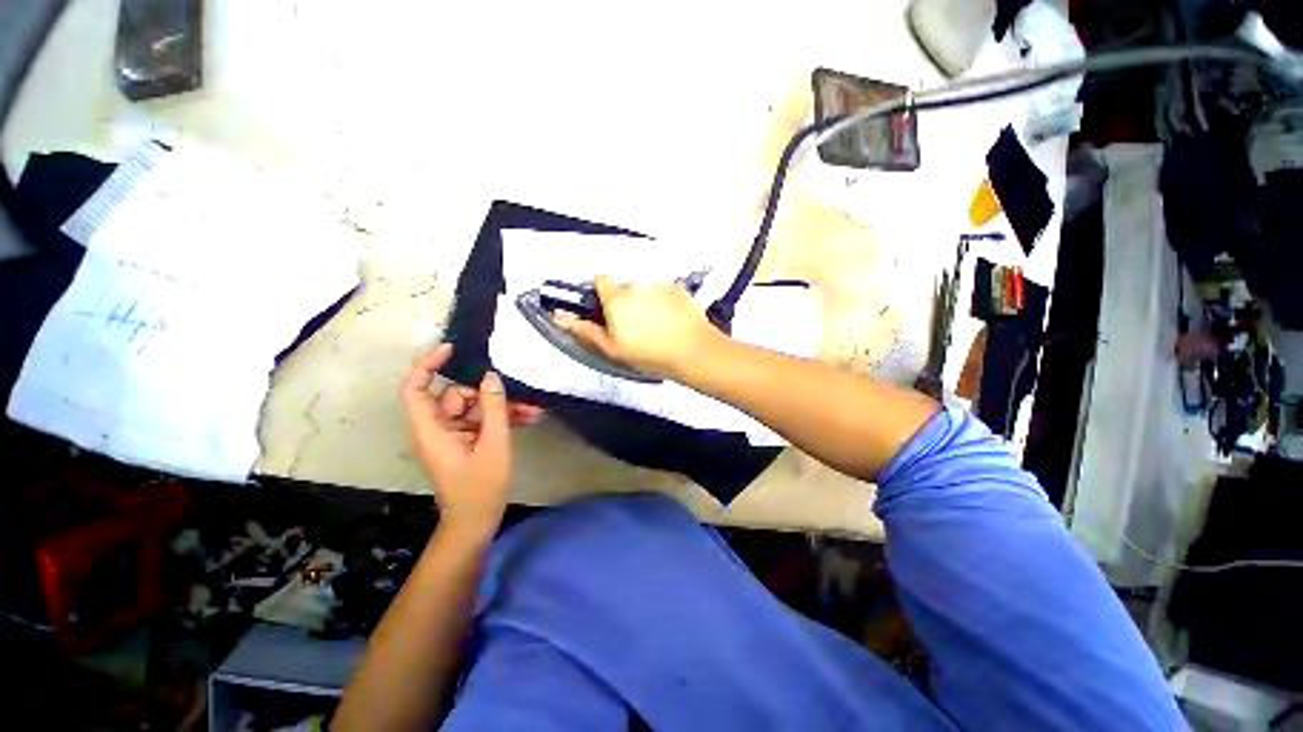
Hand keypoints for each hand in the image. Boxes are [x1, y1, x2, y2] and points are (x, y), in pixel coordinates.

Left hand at [402, 345, 541, 538]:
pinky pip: (481, 420)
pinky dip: (502, 418)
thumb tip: (491, 376)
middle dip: (488, 394)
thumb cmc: (481, 486)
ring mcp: (452, 434)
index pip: (415, 388)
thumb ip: (494, 408)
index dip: (428, 364)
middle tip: (520, 396)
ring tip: (533, 411)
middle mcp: (437, 428)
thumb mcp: (493, 444)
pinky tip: (529, 418)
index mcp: (431, 430)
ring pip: (474, 408)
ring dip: (502, 407)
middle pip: (455, 396)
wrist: (477, 520)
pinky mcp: (465, 440)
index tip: (452, 349)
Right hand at [556, 274, 718, 377]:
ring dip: (647, 300)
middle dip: (626, 300)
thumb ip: (586, 331)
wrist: (692, 350)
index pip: (601, 279)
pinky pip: (665, 291)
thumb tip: (559, 316)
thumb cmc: (648, 353)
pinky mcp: (679, 288)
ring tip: (658, 323)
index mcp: (617, 298)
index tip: (608, 308)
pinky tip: (674, 318)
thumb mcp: (612, 348)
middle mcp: (636, 285)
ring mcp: (660, 284)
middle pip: (625, 286)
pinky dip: (666, 300)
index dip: (602, 292)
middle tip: (636, 323)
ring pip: (646, 289)